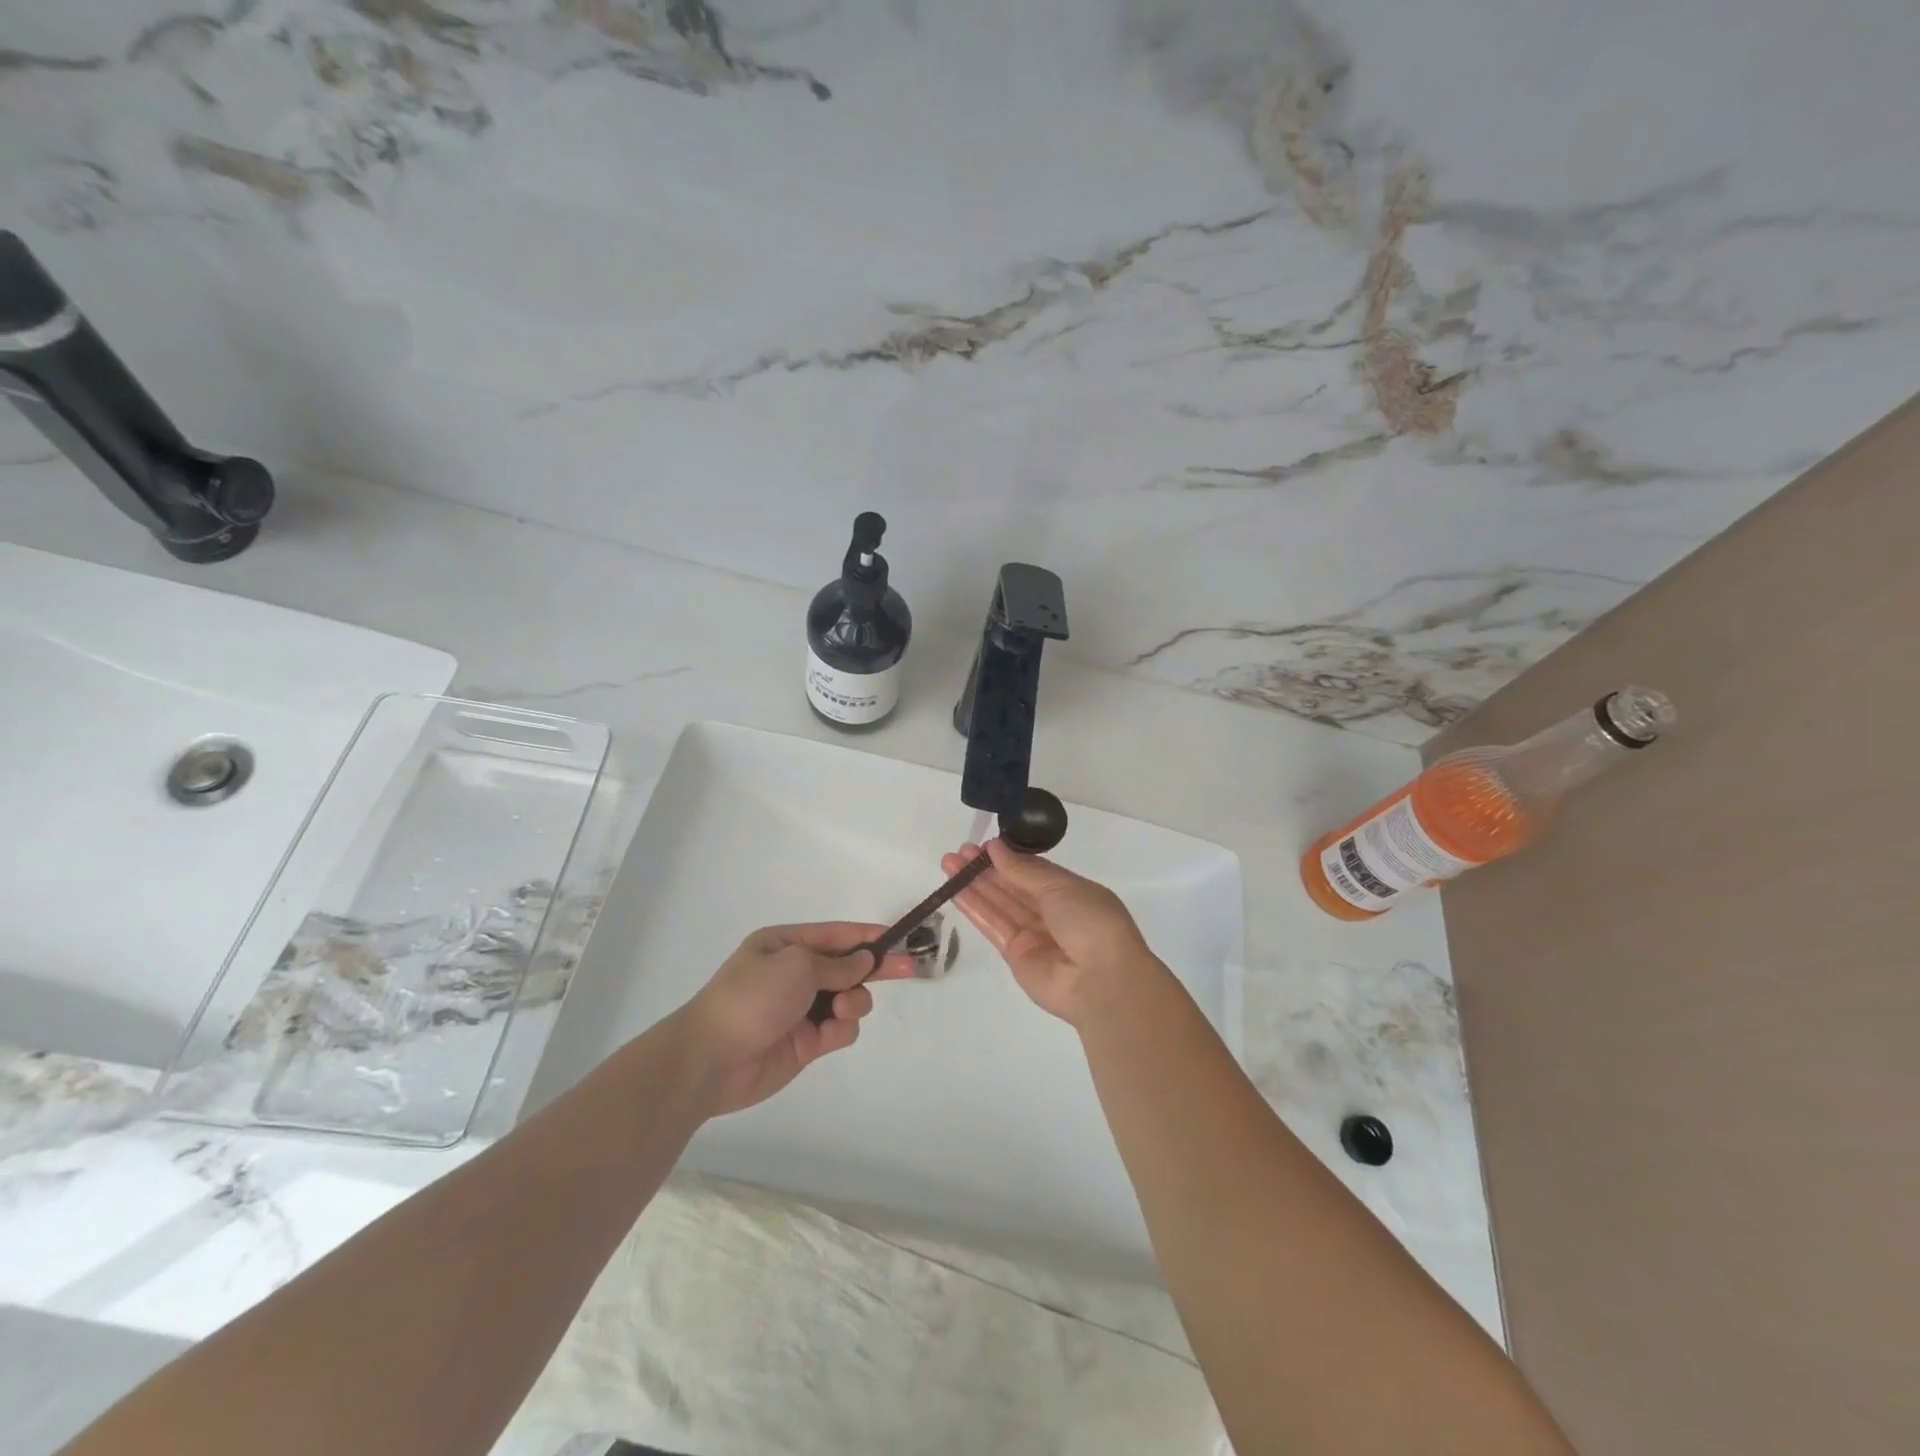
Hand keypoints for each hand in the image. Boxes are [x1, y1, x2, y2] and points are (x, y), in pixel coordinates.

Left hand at [676, 923, 913, 1114]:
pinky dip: (841, 1029)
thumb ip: (837, 964)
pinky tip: (828, 1033)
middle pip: (846, 967)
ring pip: (849, 999)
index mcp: (784, 945)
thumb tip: (864, 960)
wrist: (711, 1060)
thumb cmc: (751, 997)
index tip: (897, 937)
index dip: (866, 935)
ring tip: (841, 1009)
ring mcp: (801, 1009)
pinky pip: (840, 1029)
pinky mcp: (806, 1043)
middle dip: (874, 968)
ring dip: (854, 1001)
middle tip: (909, 968)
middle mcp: (794, 974)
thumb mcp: (796, 966)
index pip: (834, 935)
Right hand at [941, 839, 1158, 1024]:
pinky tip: (955, 890)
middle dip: (986, 868)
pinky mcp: (1016, 956)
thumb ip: (1024, 870)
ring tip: (948, 864)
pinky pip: (993, 926)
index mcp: (1070, 892)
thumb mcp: (1061, 887)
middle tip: (958, 852)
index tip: (982, 845)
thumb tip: (996, 847)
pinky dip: (975, 908)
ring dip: (974, 884)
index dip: (1007, 857)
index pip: (1033, 870)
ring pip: (999, 904)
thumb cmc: (1091, 922)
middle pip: (1012, 886)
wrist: (1102, 981)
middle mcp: (1051, 912)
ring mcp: (1033, 935)